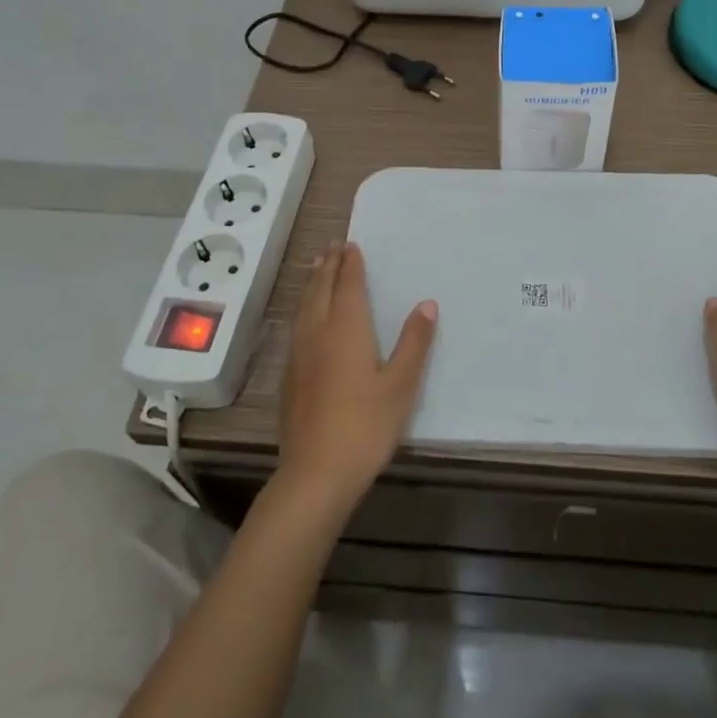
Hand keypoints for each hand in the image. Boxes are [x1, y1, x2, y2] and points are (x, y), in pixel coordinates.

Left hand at [276, 241, 436, 520]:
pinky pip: (297, 325)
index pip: (348, 285)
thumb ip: (414, 342)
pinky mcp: (290, 376)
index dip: (351, 264)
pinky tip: (306, 318)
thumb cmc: (366, 426)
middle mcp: (318, 333)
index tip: (352, 245)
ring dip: (313, 283)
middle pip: (322, 290)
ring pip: (305, 306)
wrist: (315, 473)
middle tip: (333, 246)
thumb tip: (427, 304)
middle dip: (329, 266)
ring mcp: (300, 354)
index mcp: (347, 329)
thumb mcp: (401, 385)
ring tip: (316, 267)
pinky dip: (304, 307)